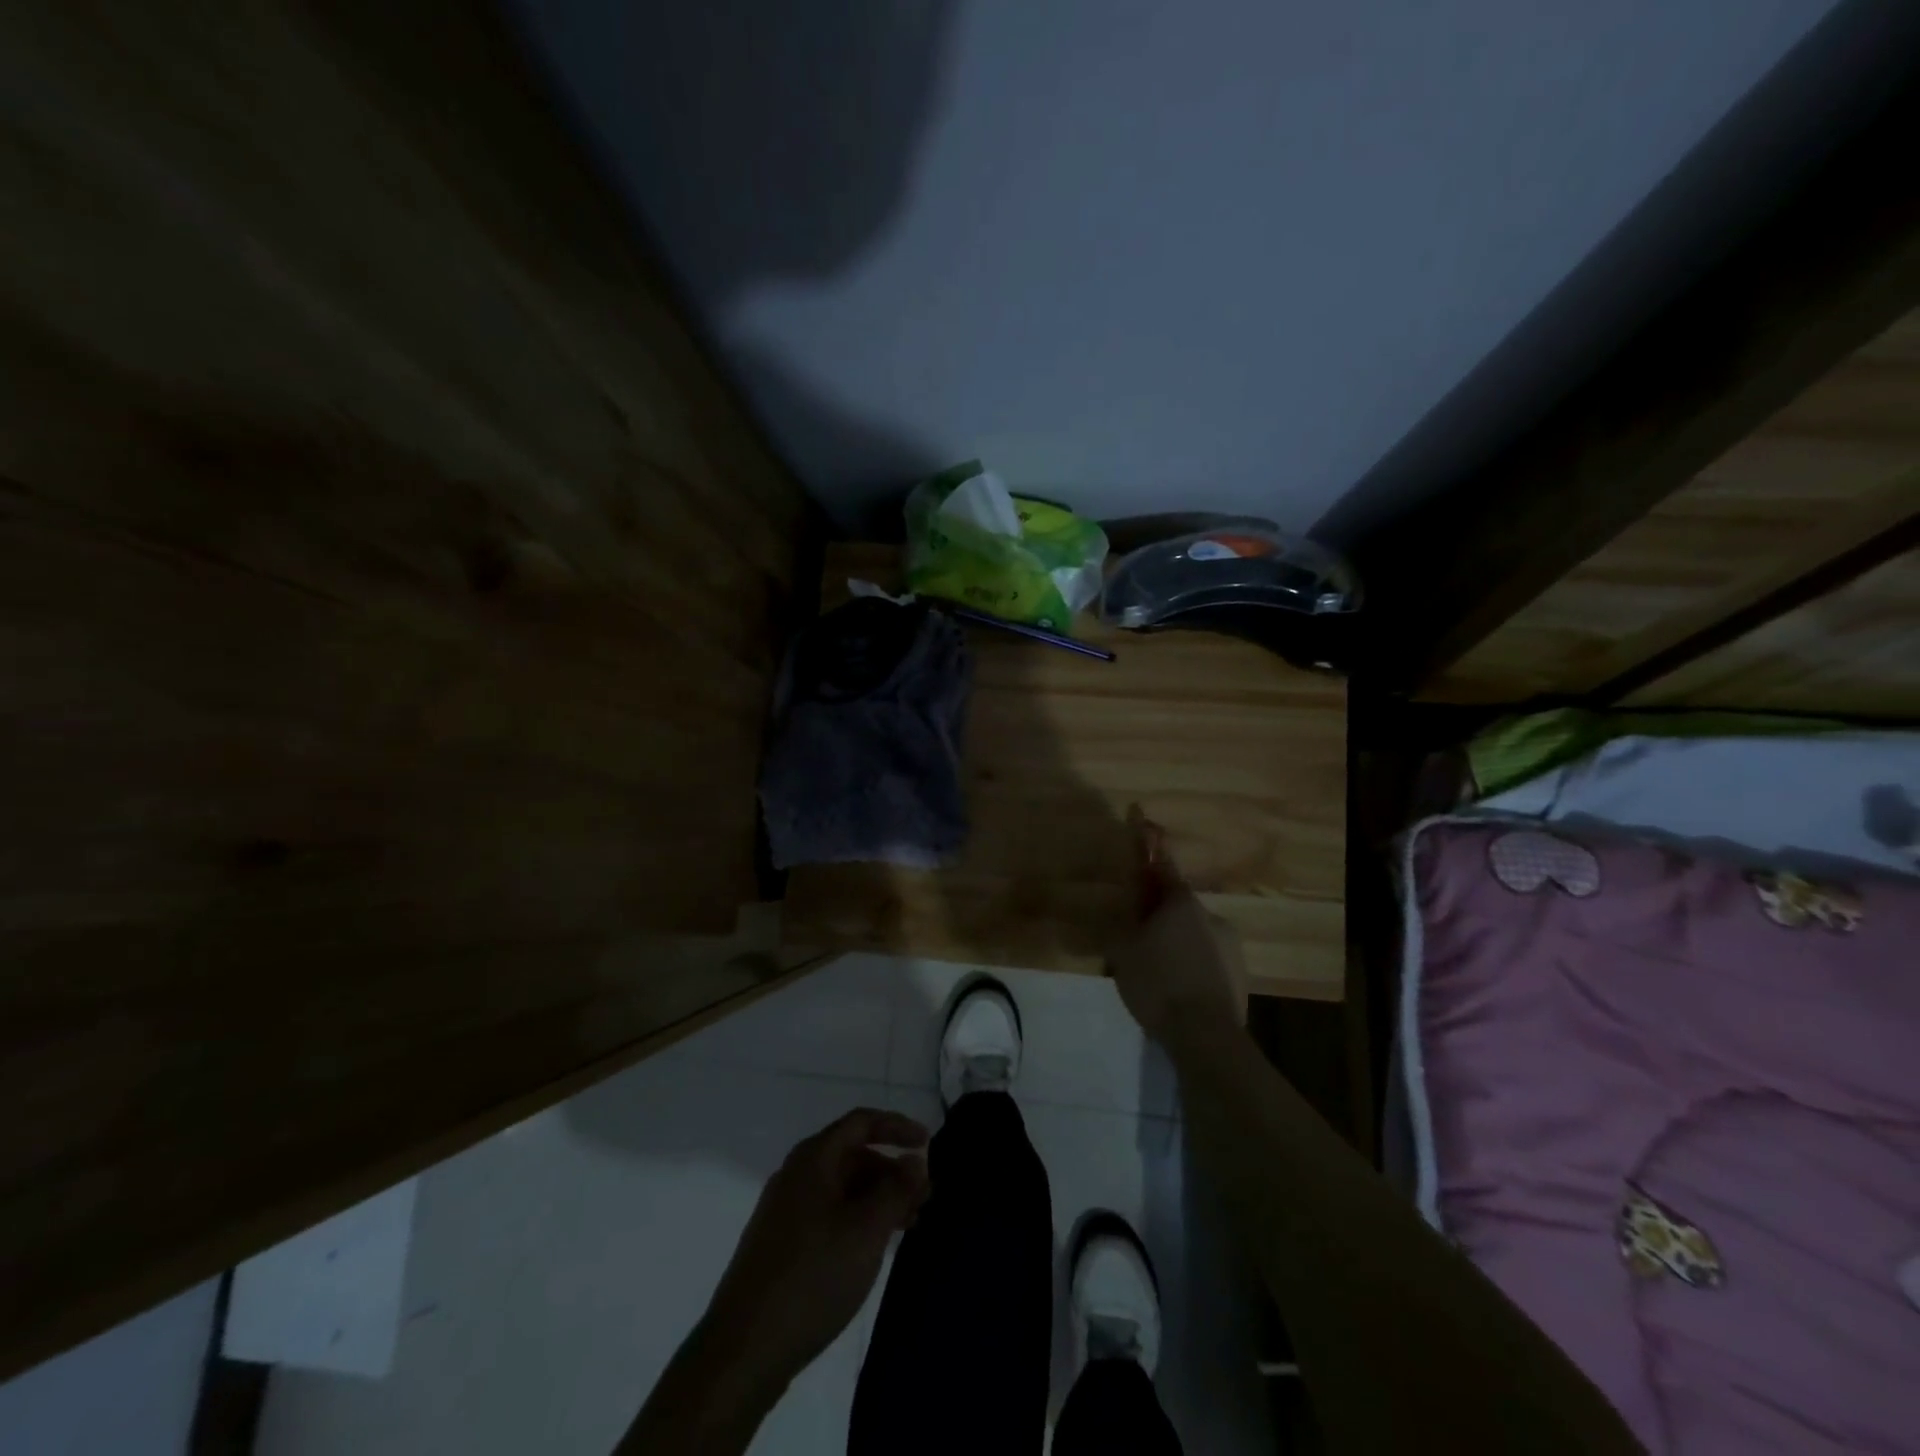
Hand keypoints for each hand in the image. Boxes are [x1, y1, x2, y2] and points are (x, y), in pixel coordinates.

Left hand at [702, 1108, 930, 1386]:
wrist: (743, 1350)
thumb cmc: (812, 1276)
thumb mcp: (866, 1230)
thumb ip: (896, 1190)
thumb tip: (915, 1160)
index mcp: (813, 1159)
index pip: (861, 1123)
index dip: (897, 1127)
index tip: (928, 1144)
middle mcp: (796, 1175)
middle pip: (852, 1155)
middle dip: (891, 1171)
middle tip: (924, 1199)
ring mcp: (785, 1211)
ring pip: (842, 1188)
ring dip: (877, 1199)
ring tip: (908, 1226)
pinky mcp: (781, 1245)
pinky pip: (829, 1214)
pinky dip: (857, 1220)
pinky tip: (873, 1248)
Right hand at [1106, 807, 1247, 1041]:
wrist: (1206, 1037)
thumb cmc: (1158, 983)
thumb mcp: (1123, 952)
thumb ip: (1121, 924)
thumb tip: (1122, 912)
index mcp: (1181, 903)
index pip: (1160, 863)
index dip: (1148, 841)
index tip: (1142, 817)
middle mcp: (1211, 914)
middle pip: (1177, 904)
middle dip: (1157, 913)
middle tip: (1136, 938)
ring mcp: (1230, 945)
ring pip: (1193, 934)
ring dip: (1175, 942)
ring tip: (1155, 973)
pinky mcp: (1239, 974)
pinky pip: (1206, 959)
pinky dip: (1190, 964)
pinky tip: (1176, 989)